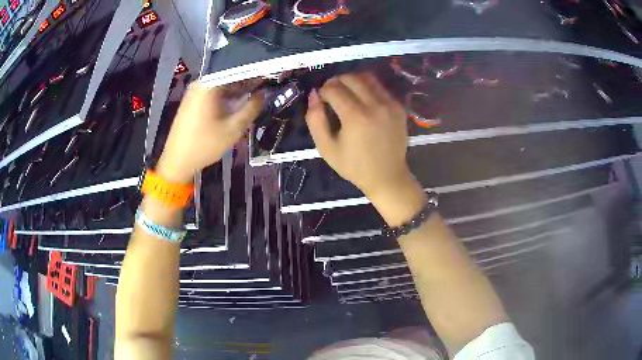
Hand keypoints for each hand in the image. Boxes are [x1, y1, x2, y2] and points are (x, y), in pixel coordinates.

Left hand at [157, 81, 263, 182]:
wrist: (177, 161)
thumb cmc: (205, 144)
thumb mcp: (233, 128)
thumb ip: (252, 108)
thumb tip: (264, 94)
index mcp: (209, 84)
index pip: (238, 70)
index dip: (256, 72)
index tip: (271, 76)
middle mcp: (201, 83)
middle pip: (229, 76)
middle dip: (247, 81)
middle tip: (266, 87)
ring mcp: (194, 92)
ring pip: (221, 85)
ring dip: (237, 90)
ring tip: (255, 95)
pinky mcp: (192, 101)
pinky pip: (214, 93)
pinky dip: (226, 96)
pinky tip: (237, 103)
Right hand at [305, 73, 415, 199]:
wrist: (387, 176)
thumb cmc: (354, 166)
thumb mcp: (326, 148)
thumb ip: (315, 119)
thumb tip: (313, 94)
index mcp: (355, 116)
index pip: (333, 88)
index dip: (323, 91)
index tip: (321, 100)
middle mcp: (375, 105)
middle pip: (350, 78)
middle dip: (336, 82)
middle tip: (332, 94)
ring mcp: (390, 104)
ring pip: (367, 77)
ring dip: (353, 81)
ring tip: (347, 93)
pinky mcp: (399, 107)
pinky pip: (380, 87)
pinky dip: (368, 88)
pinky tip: (363, 100)